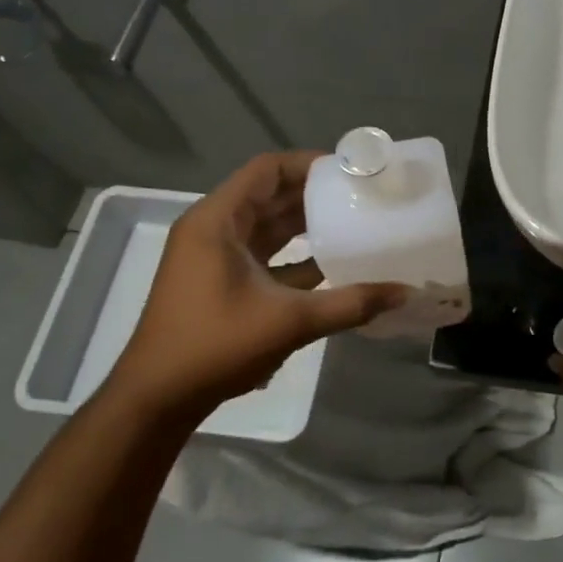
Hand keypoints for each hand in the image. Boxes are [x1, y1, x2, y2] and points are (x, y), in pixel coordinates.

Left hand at [105, 151, 408, 417]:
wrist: (158, 397)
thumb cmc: (216, 345)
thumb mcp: (290, 321)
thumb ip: (350, 303)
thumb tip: (404, 292)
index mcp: (218, 221)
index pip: (266, 170)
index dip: (308, 164)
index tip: (349, 171)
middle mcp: (213, 230)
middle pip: (268, 195)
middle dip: (313, 193)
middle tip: (359, 194)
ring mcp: (214, 258)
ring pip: (266, 226)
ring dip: (305, 224)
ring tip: (352, 221)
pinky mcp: (219, 283)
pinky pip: (262, 255)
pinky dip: (294, 255)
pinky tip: (332, 264)